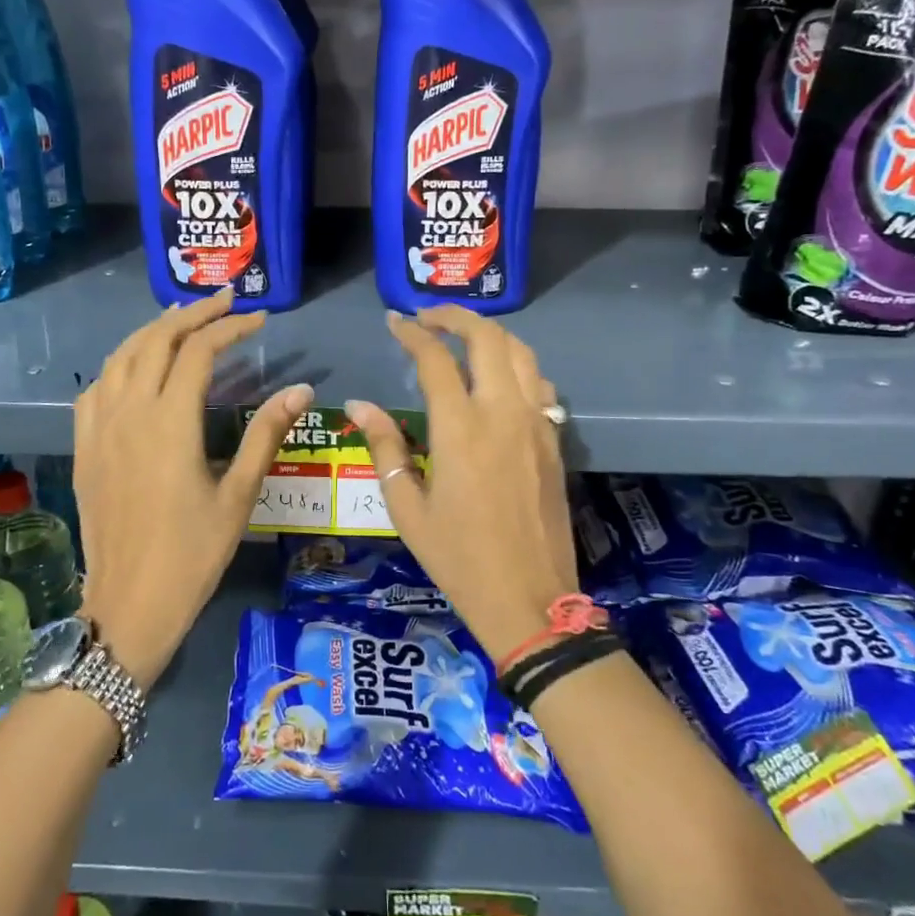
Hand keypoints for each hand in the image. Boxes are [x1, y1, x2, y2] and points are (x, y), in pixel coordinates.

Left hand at [74, 289, 311, 686]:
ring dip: (154, 330)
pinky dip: (121, 363)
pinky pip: (97, 386)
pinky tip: (136, 368)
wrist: (128, 605)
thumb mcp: (238, 495)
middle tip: (226, 301)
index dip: (231, 327)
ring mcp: (99, 427)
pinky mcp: (84, 446)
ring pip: (121, 355)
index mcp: (170, 422)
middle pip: (156, 340)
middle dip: (193, 314)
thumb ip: (266, 434)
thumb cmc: (192, 554)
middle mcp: (129, 412)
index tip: (259, 320)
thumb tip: (301, 389)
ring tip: (184, 319)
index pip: (200, 351)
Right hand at [346, 308, 576, 664]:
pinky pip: (539, 384)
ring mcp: (536, 424)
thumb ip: (385, 447)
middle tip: (427, 318)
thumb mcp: (407, 508)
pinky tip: (498, 378)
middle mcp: (502, 413)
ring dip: (490, 334)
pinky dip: (516, 365)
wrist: (529, 599)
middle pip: (487, 338)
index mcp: (460, 429)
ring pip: (521, 353)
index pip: (435, 359)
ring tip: (462, 337)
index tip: (393, 322)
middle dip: (455, 316)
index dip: (412, 334)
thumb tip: (360, 405)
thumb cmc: (458, 557)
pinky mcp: (554, 440)